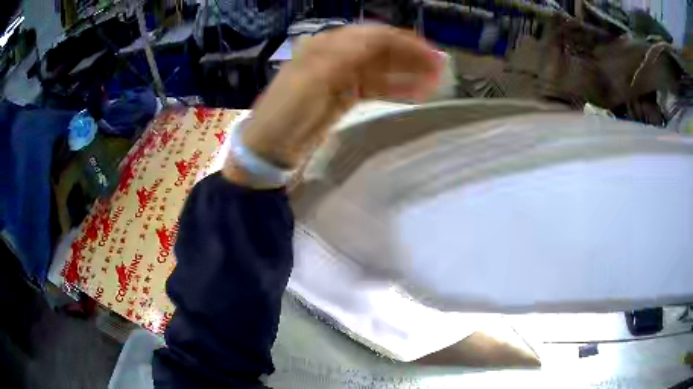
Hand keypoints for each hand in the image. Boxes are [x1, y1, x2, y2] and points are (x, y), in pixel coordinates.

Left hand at [224, 25, 442, 179]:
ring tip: (435, 82)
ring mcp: (342, 77)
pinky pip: (376, 88)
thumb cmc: (286, 111)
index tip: (431, 53)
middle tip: (440, 68)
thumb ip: (346, 54)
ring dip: (408, 73)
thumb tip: (380, 36)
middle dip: (411, 56)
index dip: (403, 42)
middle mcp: (337, 56)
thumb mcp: (313, 78)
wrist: (269, 148)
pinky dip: (396, 89)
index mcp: (327, 46)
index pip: (373, 36)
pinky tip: (416, 93)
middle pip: (381, 50)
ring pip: (382, 69)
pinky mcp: (345, 97)